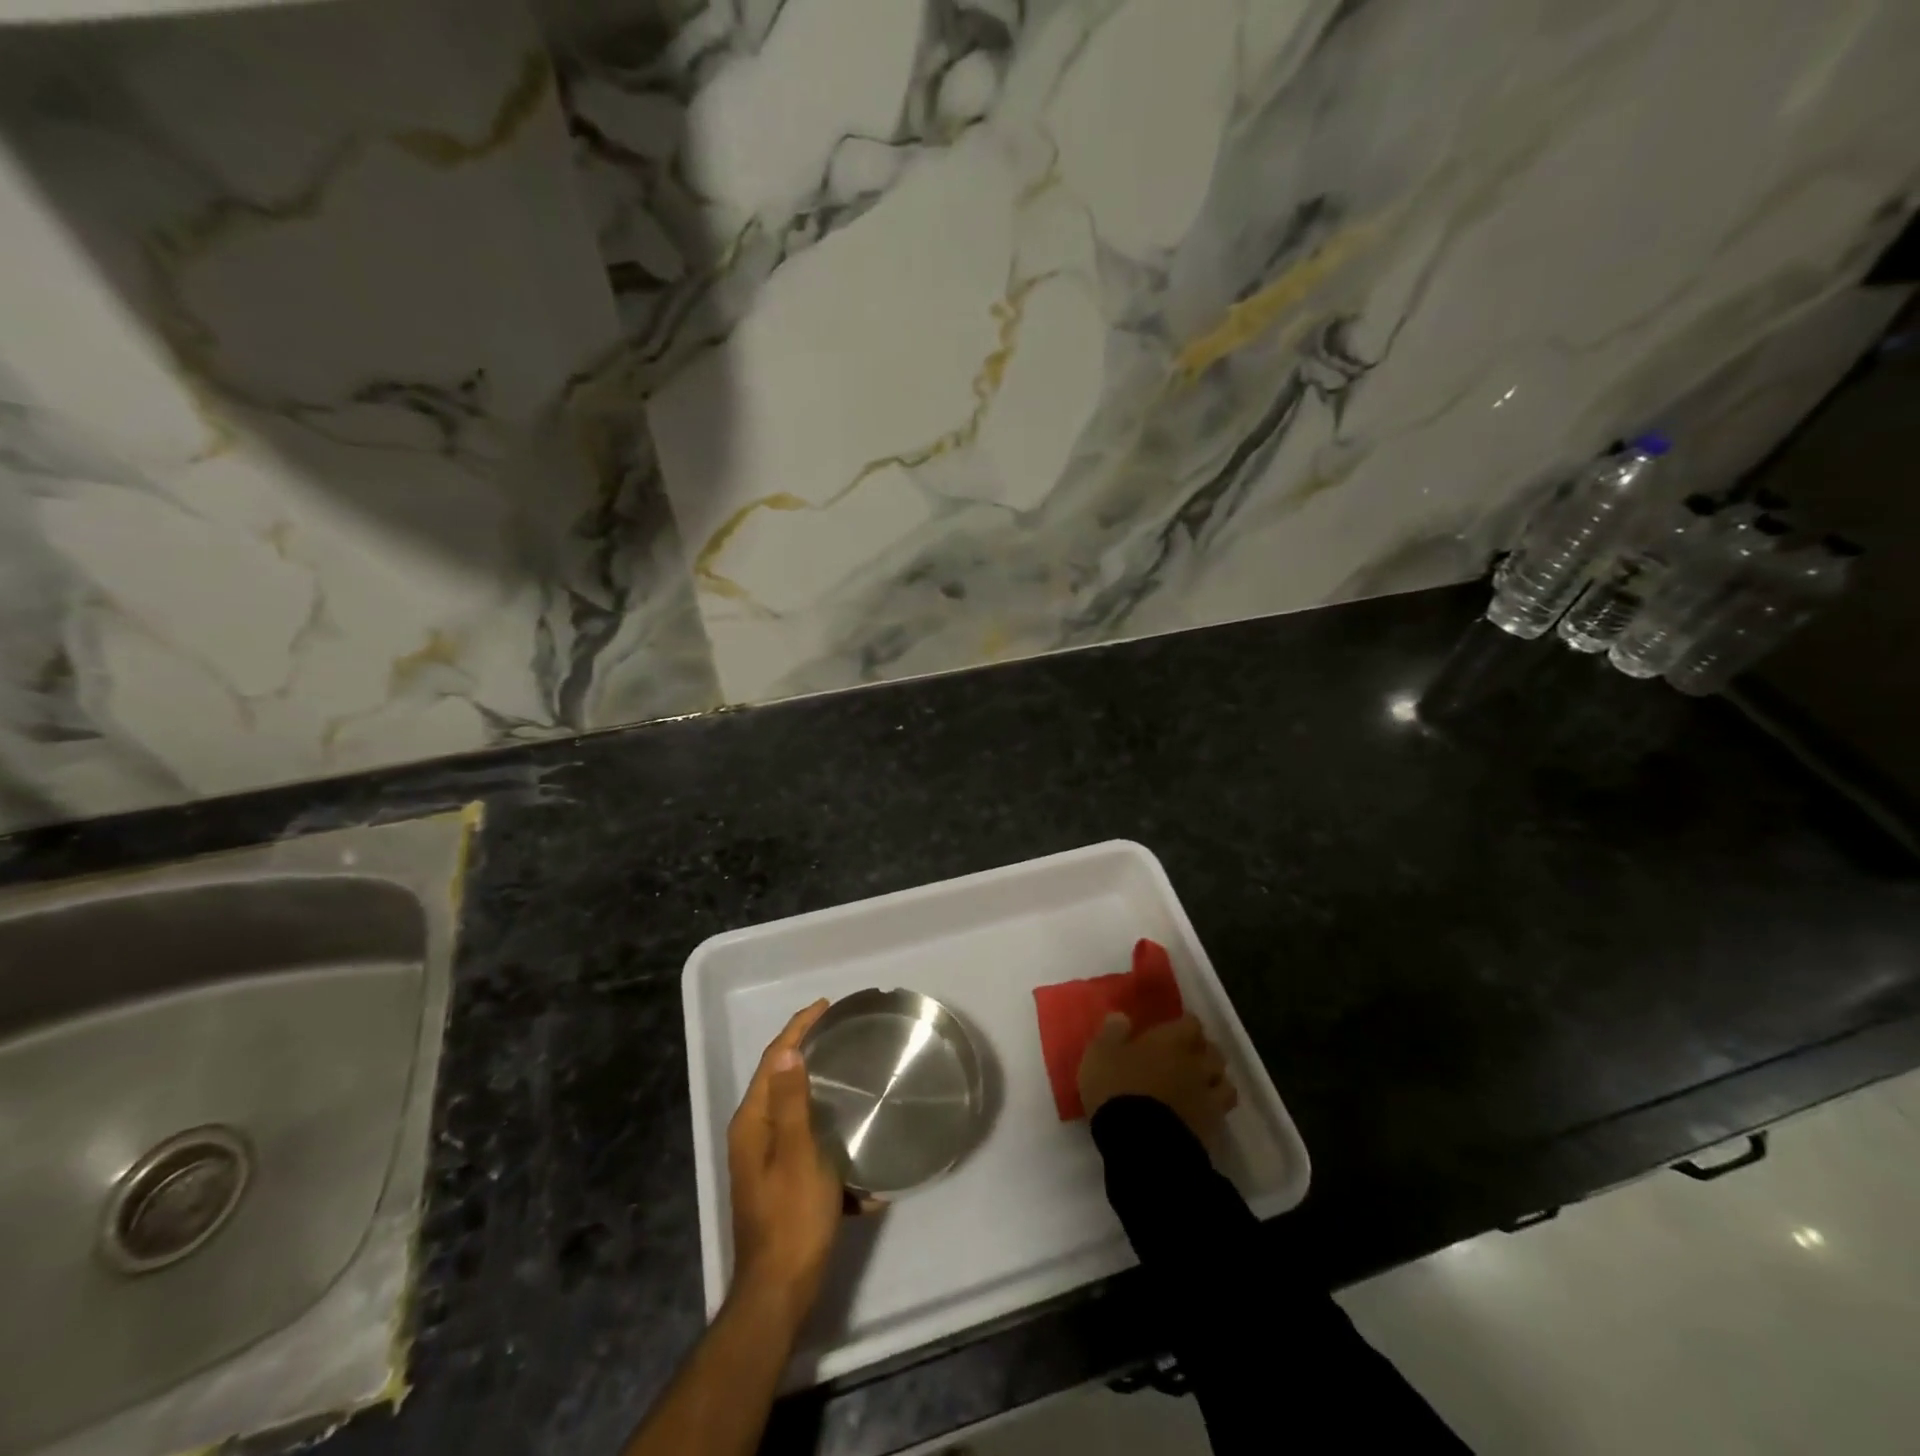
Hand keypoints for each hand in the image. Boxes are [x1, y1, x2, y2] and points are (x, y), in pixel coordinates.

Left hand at [727, 1000, 843, 1328]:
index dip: (796, 1029)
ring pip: (795, 1109)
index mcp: (752, 1123)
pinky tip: (853, 1143)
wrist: (781, 1291)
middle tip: (838, 1032)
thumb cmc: (792, 1217)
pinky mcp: (781, 1180)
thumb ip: (791, 1102)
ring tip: (850, 1073)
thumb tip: (787, 1048)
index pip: (773, 1060)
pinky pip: (807, 1140)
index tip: (824, 1007)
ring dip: (820, 1091)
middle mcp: (753, 1135)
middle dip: (807, 1052)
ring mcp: (765, 1160)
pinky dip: (828, 1133)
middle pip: (780, 1079)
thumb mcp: (798, 1154)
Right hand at [1078, 1013, 1238, 1141]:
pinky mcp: (1211, 1128)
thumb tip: (1122, 1016)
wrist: (1140, 1142)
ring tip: (1200, 1085)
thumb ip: (1112, 1032)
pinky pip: (1221, 1113)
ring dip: (1214, 1080)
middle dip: (1204, 1051)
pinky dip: (1214, 1109)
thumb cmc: (1117, 1089)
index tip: (1175, 1028)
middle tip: (1188, 1056)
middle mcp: (1195, 1064)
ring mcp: (1207, 1097)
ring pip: (1224, 1082)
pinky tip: (1201, 1112)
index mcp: (1170, 1041)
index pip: (1191, 1023)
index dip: (1185, 1024)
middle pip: (1213, 1051)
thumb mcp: (1100, 1055)